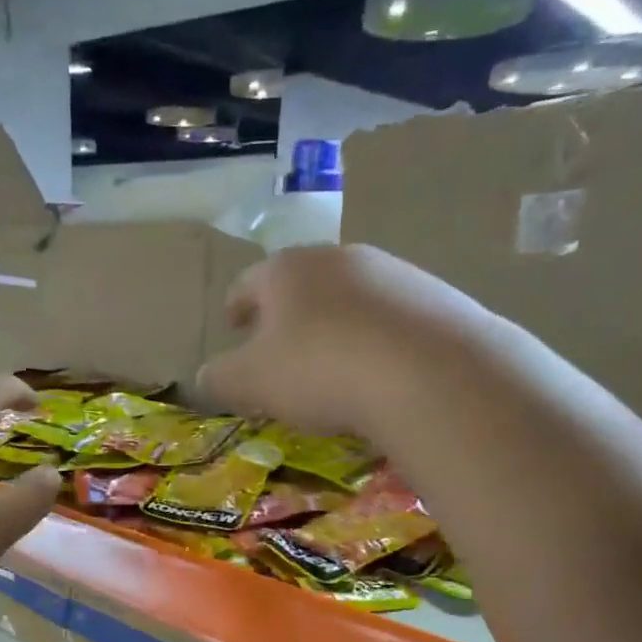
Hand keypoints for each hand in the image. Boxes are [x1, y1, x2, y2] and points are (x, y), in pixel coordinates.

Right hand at [198, 245, 489, 436]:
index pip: (249, 283)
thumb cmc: (319, 369)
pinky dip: (374, 339)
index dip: (236, 306)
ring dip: (333, 326)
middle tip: (279, 350)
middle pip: (301, 284)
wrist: (427, 371)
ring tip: (331, 366)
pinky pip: (389, 318)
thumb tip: (206, 376)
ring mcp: (392, 273)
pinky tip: (378, 372)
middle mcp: (338, 258)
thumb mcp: (249, 382)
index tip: (234, 326)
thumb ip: (219, 378)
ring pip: (348, 298)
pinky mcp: (435, 297)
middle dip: (286, 316)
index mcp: (286, 270)